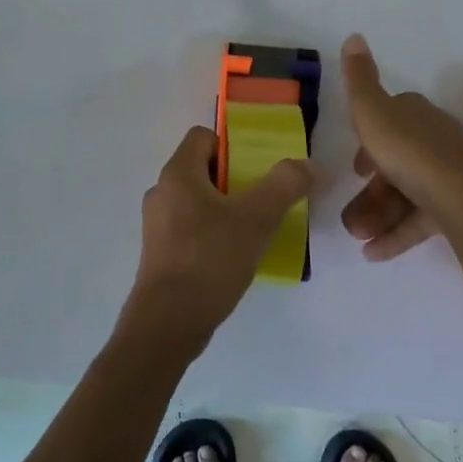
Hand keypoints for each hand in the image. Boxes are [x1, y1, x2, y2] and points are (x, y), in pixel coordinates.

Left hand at [122, 126, 311, 353]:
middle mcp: (161, 192)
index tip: (254, 172)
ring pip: (195, 201)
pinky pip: (188, 229)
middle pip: (201, 169)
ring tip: (250, 233)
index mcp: (177, 173)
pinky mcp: (158, 253)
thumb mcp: (256, 219)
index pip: (203, 136)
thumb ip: (284, 186)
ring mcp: (156, 225)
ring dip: (223, 210)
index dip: (231, 146)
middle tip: (260, 203)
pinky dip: (209, 234)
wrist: (167, 324)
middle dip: (233, 181)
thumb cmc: (209, 260)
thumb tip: (306, 164)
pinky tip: (230, 258)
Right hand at [339, 33, 462, 260]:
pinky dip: (396, 235)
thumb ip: (359, 78)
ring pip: (406, 194)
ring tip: (357, 236)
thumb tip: (354, 36)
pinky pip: (421, 220)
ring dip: (377, 215)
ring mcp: (449, 176)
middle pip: (396, 162)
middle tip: (350, 212)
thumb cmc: (410, 152)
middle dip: (370, 190)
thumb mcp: (372, 111)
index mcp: (416, 116)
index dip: (370, 138)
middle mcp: (435, 141)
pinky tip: (374, 253)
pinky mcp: (458, 208)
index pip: (391, 118)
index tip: (355, 164)